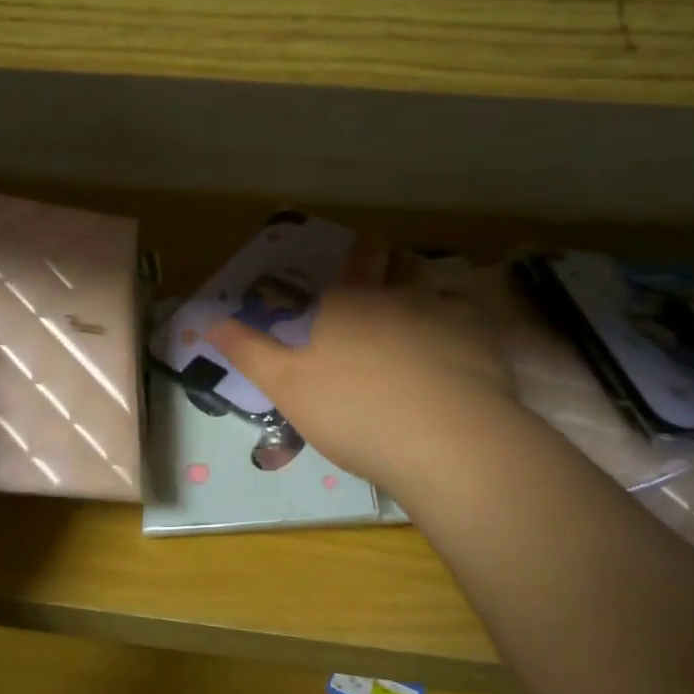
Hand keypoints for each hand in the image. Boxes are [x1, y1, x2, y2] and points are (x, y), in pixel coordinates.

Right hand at [208, 242, 521, 498]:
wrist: (444, 442)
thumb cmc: (353, 411)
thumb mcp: (285, 386)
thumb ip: (248, 351)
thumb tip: (208, 320)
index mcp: (350, 301)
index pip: (359, 256)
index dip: (360, 251)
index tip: (361, 256)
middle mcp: (400, 296)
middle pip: (402, 264)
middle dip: (396, 267)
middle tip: (390, 287)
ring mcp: (447, 317)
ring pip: (440, 291)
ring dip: (431, 297)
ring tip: (424, 322)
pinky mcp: (484, 347)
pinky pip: (474, 326)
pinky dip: (466, 332)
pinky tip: (461, 357)